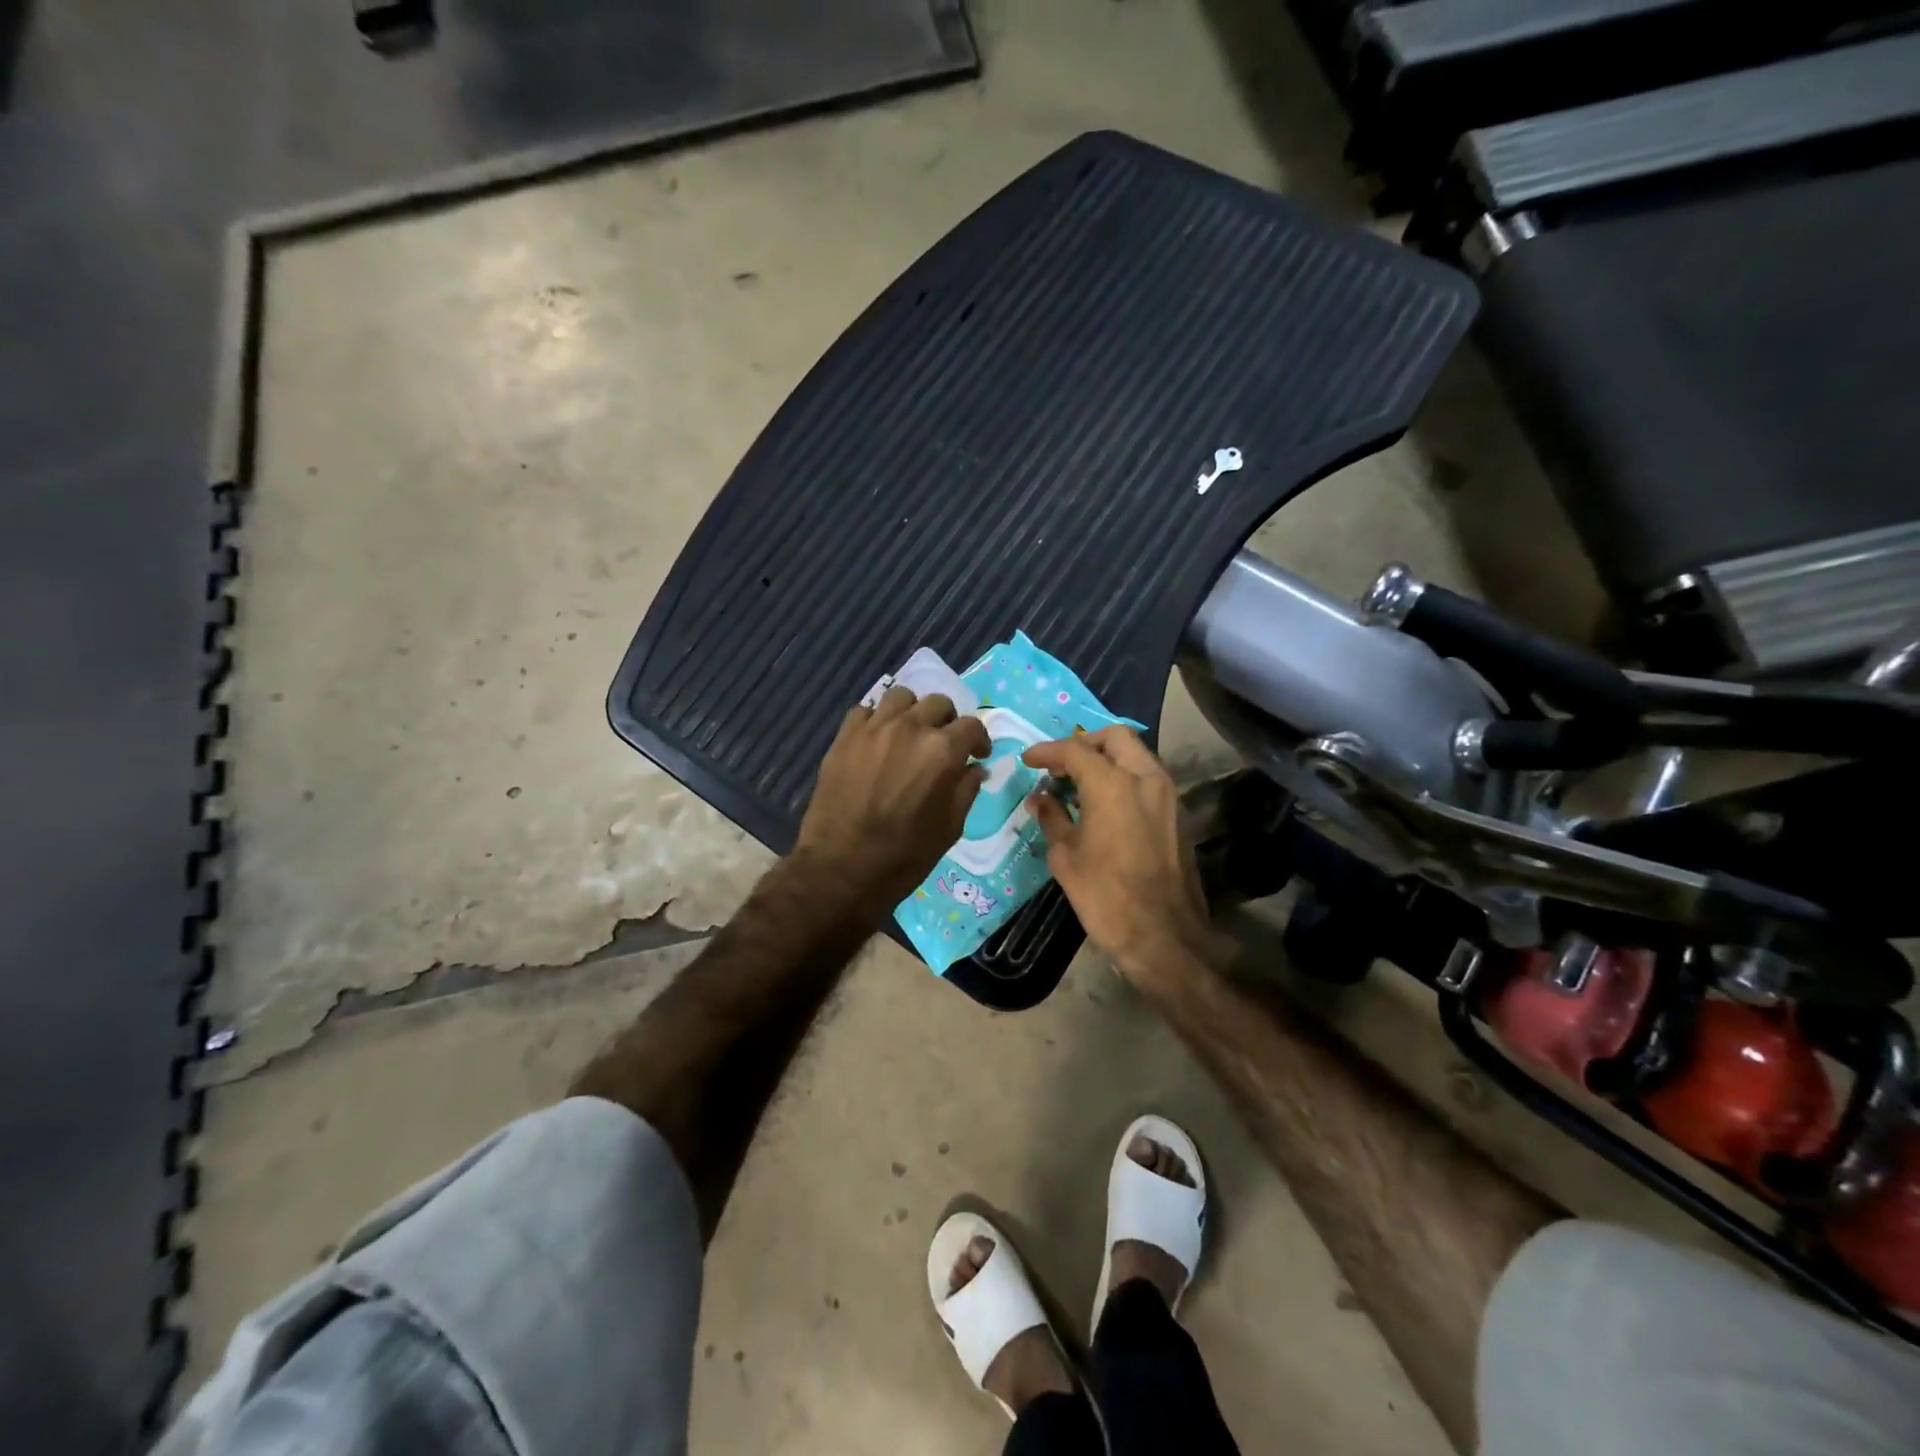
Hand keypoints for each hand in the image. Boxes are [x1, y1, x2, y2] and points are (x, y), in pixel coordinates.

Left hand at [795, 687, 990, 921]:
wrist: (841, 867)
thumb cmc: (903, 856)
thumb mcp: (949, 829)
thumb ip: (966, 791)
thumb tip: (974, 769)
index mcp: (942, 751)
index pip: (971, 726)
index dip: (979, 740)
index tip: (977, 755)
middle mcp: (910, 728)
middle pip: (938, 703)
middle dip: (947, 722)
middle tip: (943, 744)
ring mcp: (873, 728)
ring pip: (901, 697)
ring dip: (912, 712)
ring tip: (909, 734)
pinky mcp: (844, 736)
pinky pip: (865, 711)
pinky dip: (877, 720)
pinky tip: (877, 741)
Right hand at [1021, 728, 1224, 984]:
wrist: (1164, 935)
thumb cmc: (1105, 896)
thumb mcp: (1065, 856)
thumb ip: (1052, 818)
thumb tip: (1040, 798)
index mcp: (1112, 784)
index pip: (1075, 750)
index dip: (1047, 752)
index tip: (1028, 760)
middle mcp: (1145, 778)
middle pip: (1116, 738)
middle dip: (1085, 744)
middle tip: (1061, 766)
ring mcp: (1168, 795)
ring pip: (1137, 755)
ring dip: (1108, 760)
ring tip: (1080, 785)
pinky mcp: (1178, 814)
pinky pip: (1148, 779)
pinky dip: (1125, 778)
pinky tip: (1105, 804)